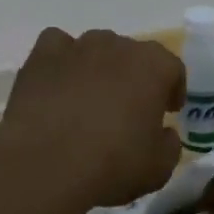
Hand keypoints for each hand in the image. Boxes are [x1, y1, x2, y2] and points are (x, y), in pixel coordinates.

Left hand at [0, 28, 185, 208]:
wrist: (45, 163)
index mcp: (152, 66)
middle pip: (131, 55)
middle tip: (127, 110)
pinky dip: (61, 61)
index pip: (172, 68)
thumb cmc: (111, 164)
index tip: (167, 111)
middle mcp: (115, 45)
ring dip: (98, 68)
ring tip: (89, 100)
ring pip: (95, 48)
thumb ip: (169, 144)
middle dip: (133, 78)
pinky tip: (58, 85)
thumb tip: (164, 133)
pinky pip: (57, 47)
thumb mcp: (159, 168)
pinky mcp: (41, 56)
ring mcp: (76, 46)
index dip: (172, 89)